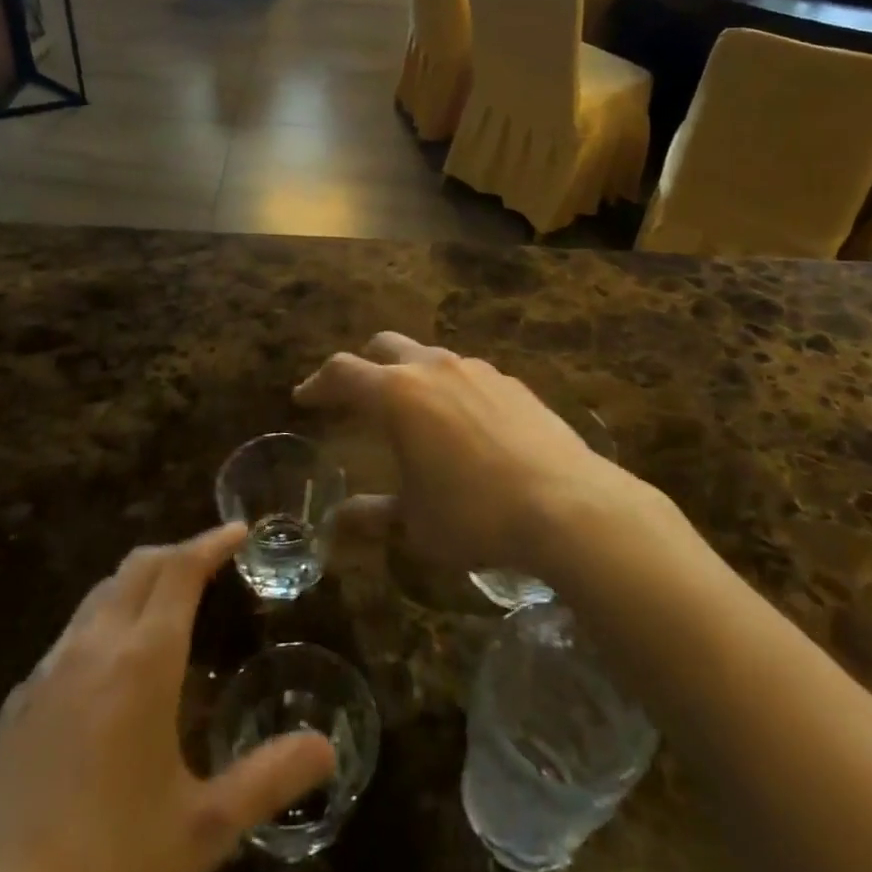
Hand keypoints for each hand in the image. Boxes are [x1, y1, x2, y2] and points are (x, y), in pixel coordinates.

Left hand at [0, 525, 335, 871]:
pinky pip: (70, 634)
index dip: (211, 542)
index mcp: (142, 660)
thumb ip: (268, 780)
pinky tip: (110, 670)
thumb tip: (327, 749)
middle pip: (139, 566)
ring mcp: (47, 670)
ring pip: (100, 594)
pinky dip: (104, 621)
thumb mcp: (202, 830)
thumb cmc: (108, 867)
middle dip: (179, 552)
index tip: (238, 530)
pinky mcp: (16, 702)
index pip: (181, 569)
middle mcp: (94, 646)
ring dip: (140, 582)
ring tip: (167, 605)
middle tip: (212, 563)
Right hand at [294, 332, 609, 572]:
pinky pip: (466, 373)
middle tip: (355, 397)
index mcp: (398, 394)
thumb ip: (372, 516)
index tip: (305, 398)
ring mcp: (476, 369)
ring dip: (408, 374)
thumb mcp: (415, 522)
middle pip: (383, 346)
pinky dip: (448, 387)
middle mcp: (433, 368)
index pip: (343, 373)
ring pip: (428, 355)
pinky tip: (461, 424)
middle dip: (363, 366)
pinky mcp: (511, 381)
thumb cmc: (475, 514)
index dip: (318, 383)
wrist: (567, 504)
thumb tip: (336, 525)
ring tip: (411, 412)